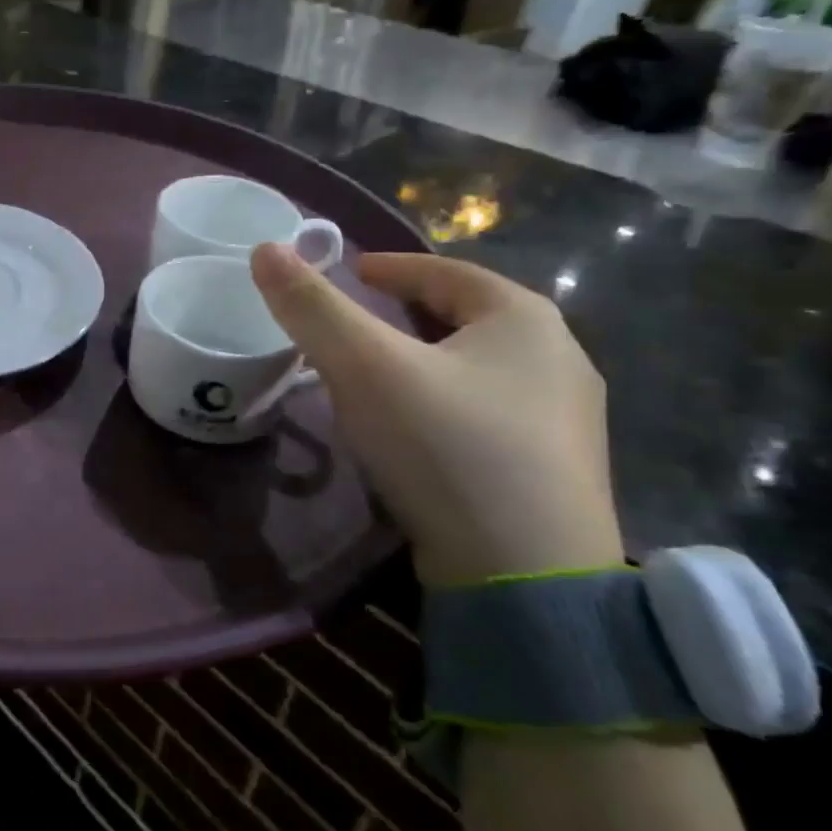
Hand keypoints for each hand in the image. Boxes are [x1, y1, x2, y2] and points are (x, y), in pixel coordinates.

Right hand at [250, 245, 621, 587]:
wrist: (527, 581)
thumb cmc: (446, 447)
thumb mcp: (366, 368)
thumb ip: (312, 307)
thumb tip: (265, 249)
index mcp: (524, 317)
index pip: (443, 271)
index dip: (388, 267)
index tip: (347, 273)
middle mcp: (560, 356)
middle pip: (464, 317)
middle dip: (407, 313)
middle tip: (355, 322)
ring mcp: (566, 419)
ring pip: (477, 367)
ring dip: (426, 360)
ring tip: (378, 375)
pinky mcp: (556, 470)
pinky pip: (487, 411)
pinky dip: (445, 402)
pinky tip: (418, 431)